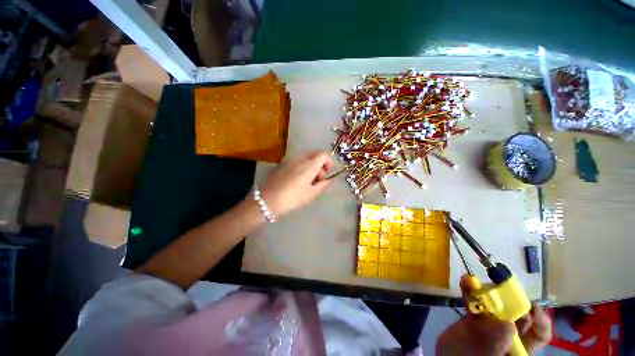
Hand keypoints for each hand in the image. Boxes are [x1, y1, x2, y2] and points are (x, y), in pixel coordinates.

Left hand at [260, 151, 333, 217]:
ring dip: (312, 164)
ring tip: (310, 180)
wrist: (268, 201)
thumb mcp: (311, 194)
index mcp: (309, 165)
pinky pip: (298, 160)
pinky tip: (300, 179)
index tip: (328, 172)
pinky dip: (304, 166)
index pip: (324, 154)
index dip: (329, 161)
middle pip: (315, 153)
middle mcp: (300, 159)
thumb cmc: (293, 198)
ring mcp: (290, 161)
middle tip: (319, 177)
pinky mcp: (284, 165)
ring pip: (306, 157)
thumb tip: (331, 179)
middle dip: (321, 163)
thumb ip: (323, 185)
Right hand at [436, 275, 551, 355]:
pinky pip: (474, 302)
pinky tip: (465, 281)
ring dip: (487, 290)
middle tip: (500, 287)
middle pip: (517, 315)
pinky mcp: (473, 318)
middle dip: (511, 299)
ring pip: (495, 305)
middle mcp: (509, 336)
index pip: (539, 335)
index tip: (531, 306)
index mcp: (518, 348)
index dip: (540, 320)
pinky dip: (470, 291)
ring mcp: (490, 326)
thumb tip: (508, 325)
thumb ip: (497, 344)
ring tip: (478, 280)